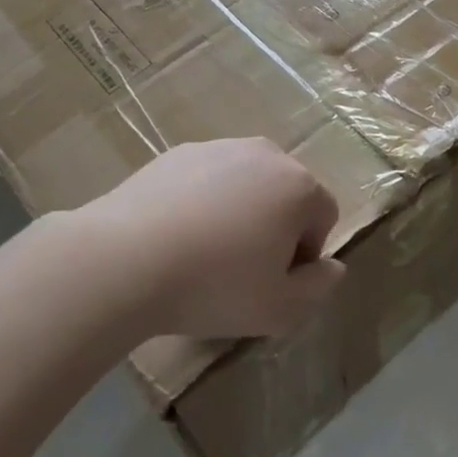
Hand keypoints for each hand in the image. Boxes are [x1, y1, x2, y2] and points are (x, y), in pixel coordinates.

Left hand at [80, 138, 343, 339]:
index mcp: (298, 185)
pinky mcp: (177, 153)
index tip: (272, 282)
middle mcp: (265, 154)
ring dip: (239, 212)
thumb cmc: (215, 285)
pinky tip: (175, 235)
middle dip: (274, 227)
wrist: (125, 259)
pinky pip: (206, 179)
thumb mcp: (281, 309)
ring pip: (245, 184)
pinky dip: (202, 202)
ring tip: (204, 253)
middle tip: (241, 269)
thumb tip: (332, 266)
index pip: (323, 216)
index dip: (305, 255)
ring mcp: (218, 147)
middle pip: (286, 194)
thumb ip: (320, 287)